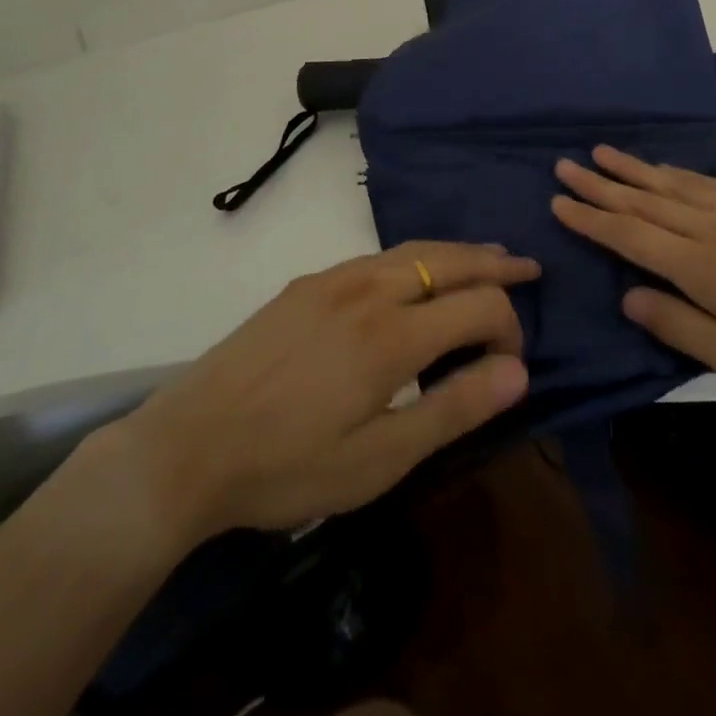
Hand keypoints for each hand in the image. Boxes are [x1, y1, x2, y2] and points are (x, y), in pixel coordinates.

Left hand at [108, 243, 538, 539]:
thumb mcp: (379, 460)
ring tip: (487, 257)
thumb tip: (518, 370)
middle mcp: (370, 290)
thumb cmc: (288, 466)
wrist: (188, 445)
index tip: (510, 362)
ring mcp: (335, 280)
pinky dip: (417, 255)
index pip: (479, 306)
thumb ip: (453, 410)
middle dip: (495, 264)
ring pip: (414, 249)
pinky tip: (417, 272)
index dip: (509, 327)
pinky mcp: (308, 283)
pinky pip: (379, 256)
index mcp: (393, 335)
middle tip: (528, 268)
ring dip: (458, 252)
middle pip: (450, 260)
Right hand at [552, 147, 715, 421]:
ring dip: (636, 169)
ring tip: (602, 153)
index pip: (633, 236)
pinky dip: (679, 173)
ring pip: (677, 185)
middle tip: (565, 163)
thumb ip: (683, 329)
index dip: (592, 219)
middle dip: (602, 184)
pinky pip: (712, 183)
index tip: (558, 200)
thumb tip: (628, 295)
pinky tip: (668, 170)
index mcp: (709, 269)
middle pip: (649, 200)